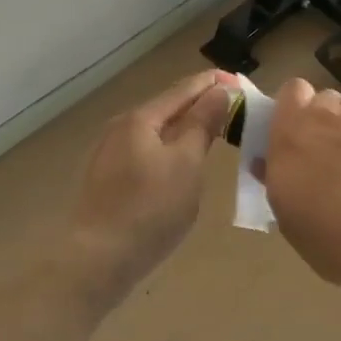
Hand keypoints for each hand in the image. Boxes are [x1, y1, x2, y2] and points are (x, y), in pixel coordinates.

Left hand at [61, 69, 236, 303]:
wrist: (98, 259)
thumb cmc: (150, 209)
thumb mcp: (186, 164)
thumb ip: (202, 124)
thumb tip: (219, 91)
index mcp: (140, 118)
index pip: (184, 90)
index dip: (213, 84)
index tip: (241, 82)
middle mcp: (121, 128)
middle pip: (167, 108)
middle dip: (200, 105)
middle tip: (234, 109)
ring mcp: (110, 154)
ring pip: (156, 132)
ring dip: (185, 128)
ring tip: (214, 133)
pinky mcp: (109, 178)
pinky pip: (147, 152)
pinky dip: (169, 149)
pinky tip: (182, 162)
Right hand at [264, 81, 340, 290]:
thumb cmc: (340, 243)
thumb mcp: (293, 224)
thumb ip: (278, 184)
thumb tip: (267, 165)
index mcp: (290, 138)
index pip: (290, 93)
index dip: (298, 109)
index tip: (302, 134)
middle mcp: (325, 115)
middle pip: (326, 99)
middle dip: (331, 120)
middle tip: (340, 153)